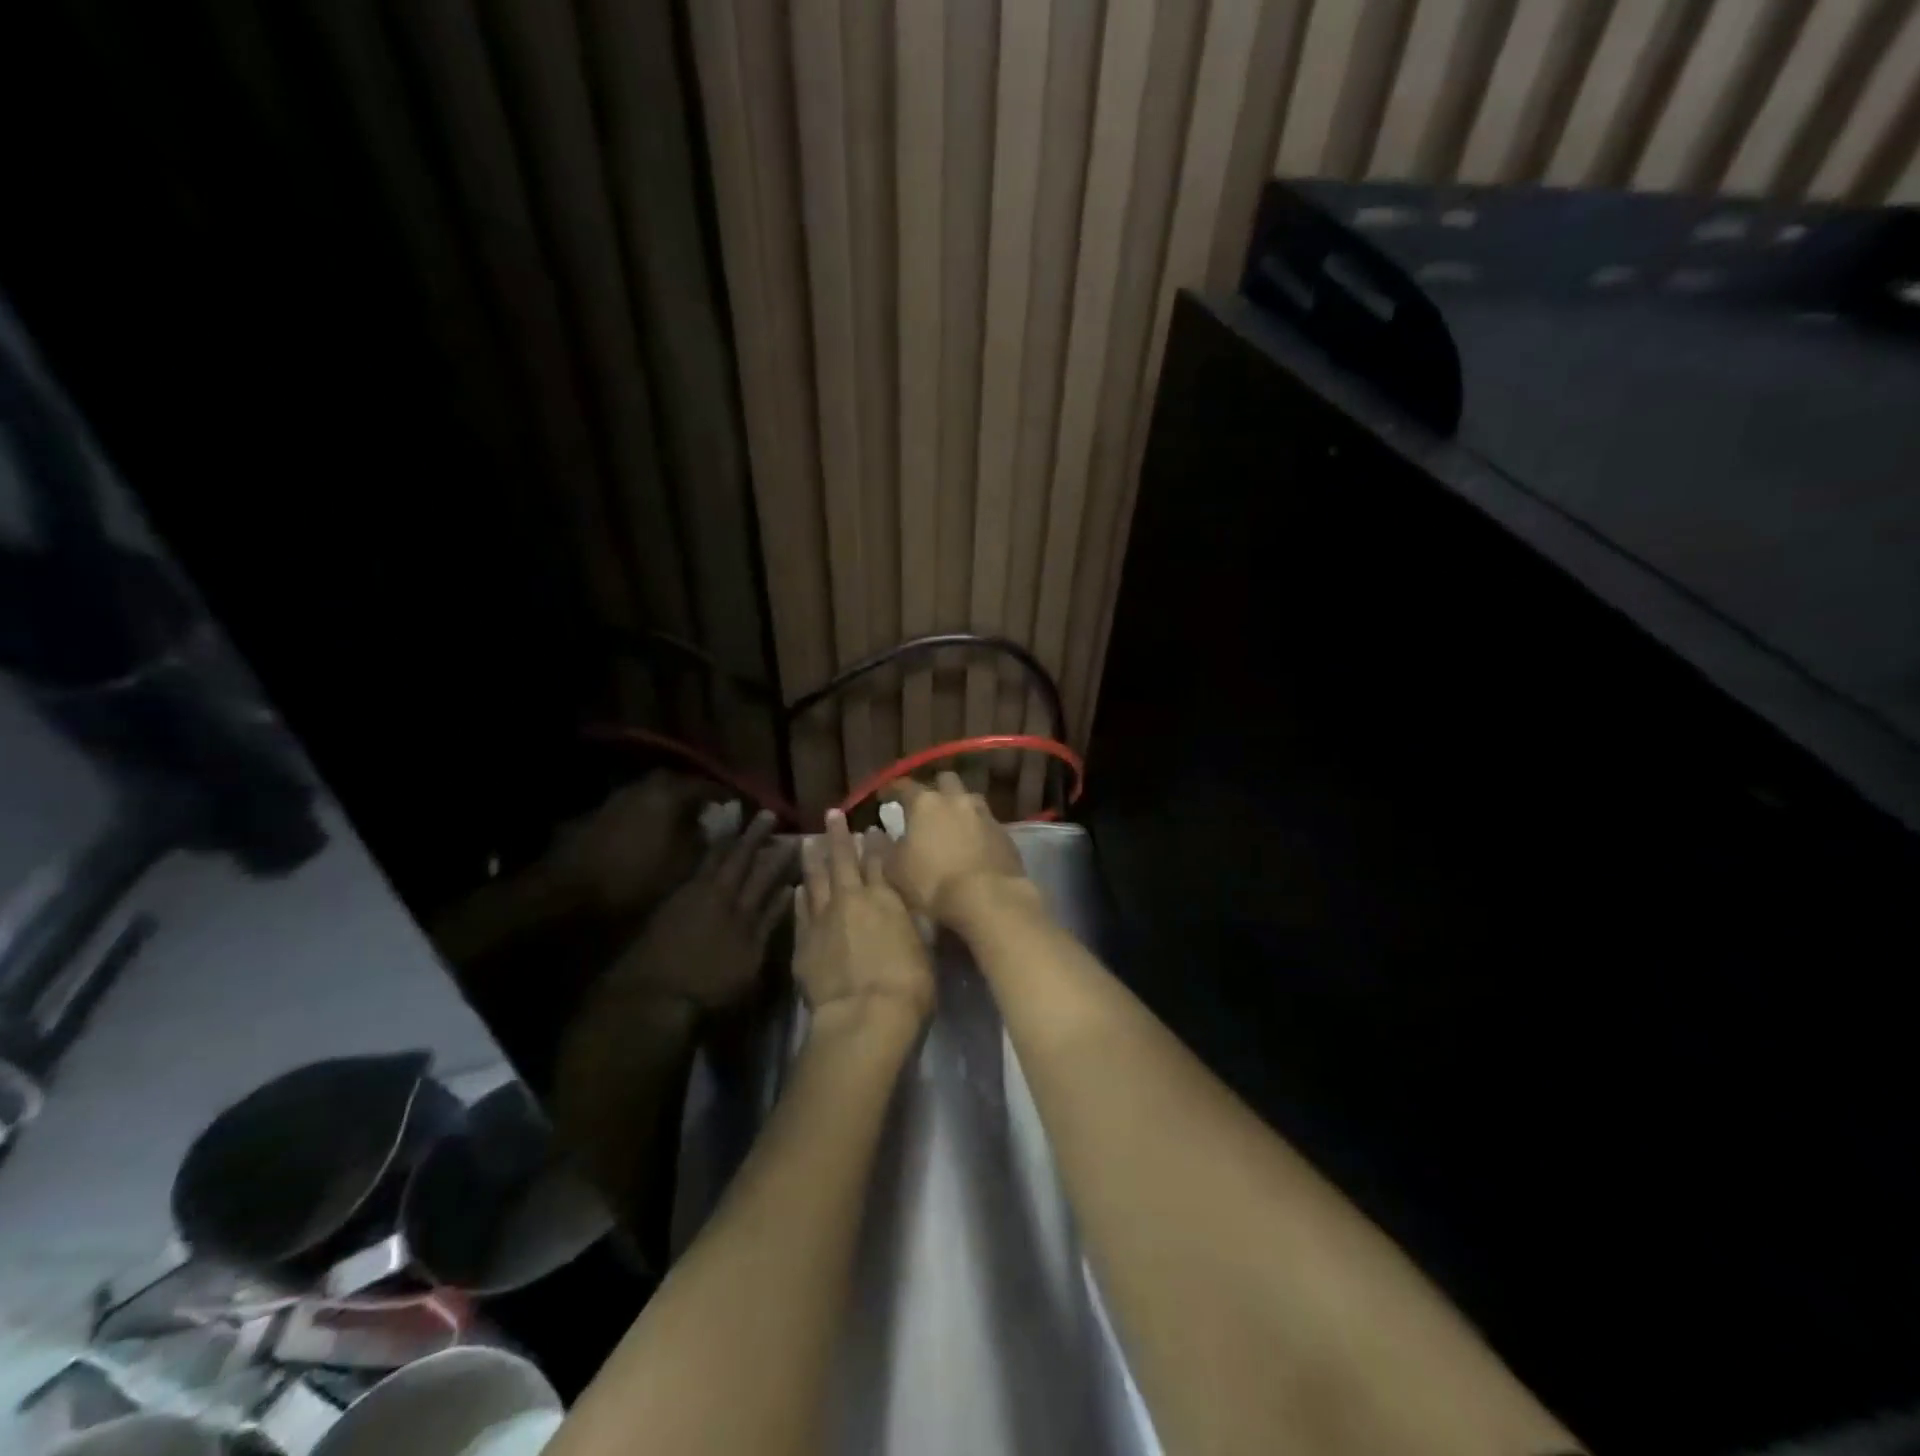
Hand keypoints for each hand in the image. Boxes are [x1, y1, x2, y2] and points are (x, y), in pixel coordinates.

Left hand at [543, 773, 713, 914]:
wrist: (568, 894)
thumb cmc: (636, 878)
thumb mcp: (685, 864)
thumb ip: (707, 840)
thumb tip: (720, 827)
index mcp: (668, 793)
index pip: (708, 786)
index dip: (727, 798)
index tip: (740, 809)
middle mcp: (642, 787)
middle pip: (677, 784)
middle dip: (695, 797)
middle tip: (709, 814)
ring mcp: (616, 798)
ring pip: (653, 795)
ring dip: (669, 806)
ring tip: (682, 826)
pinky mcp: (597, 815)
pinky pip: (634, 808)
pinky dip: (648, 817)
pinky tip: (652, 836)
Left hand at [599, 809, 794, 1011]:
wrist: (653, 994)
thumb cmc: (710, 984)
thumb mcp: (750, 959)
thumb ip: (769, 923)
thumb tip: (787, 891)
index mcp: (742, 909)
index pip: (765, 873)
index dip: (780, 855)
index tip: (793, 836)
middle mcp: (718, 894)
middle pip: (738, 858)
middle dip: (754, 836)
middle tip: (766, 814)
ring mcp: (691, 896)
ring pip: (713, 859)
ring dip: (727, 840)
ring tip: (738, 825)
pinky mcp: (670, 903)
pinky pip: (695, 868)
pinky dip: (706, 855)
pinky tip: (709, 852)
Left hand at [794, 810, 932, 1033]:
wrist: (864, 1015)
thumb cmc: (908, 983)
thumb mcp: (925, 947)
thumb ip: (916, 922)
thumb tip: (918, 905)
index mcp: (886, 898)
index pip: (880, 862)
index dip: (876, 844)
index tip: (872, 828)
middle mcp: (852, 899)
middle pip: (843, 860)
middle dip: (838, 836)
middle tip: (831, 814)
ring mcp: (823, 918)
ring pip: (815, 879)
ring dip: (813, 858)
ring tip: (808, 840)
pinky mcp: (803, 942)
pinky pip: (800, 910)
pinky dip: (799, 895)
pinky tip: (798, 887)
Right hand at [883, 772, 1032, 926]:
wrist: (987, 898)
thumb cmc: (932, 882)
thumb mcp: (895, 870)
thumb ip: (885, 849)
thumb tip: (878, 835)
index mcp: (926, 804)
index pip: (904, 786)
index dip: (892, 789)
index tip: (884, 797)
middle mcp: (957, 800)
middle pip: (946, 780)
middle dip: (936, 788)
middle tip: (927, 806)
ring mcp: (984, 815)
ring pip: (970, 799)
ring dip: (960, 807)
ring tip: (953, 825)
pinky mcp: (1004, 834)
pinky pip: (987, 823)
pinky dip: (978, 829)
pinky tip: (974, 846)